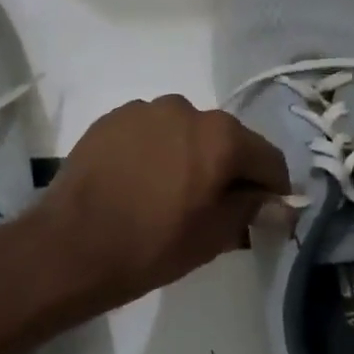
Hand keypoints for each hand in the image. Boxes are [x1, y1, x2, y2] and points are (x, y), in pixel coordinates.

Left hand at [37, 97, 290, 309]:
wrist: (70, 245)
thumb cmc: (151, 245)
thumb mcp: (213, 235)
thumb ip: (252, 209)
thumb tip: (282, 203)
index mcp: (220, 135)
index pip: (267, 158)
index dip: (273, 188)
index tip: (267, 212)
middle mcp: (185, 108)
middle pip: (224, 139)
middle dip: (228, 169)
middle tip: (215, 206)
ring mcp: (142, 110)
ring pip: (183, 132)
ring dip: (188, 155)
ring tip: (170, 192)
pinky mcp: (110, 119)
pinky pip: (148, 132)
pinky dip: (154, 151)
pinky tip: (139, 181)